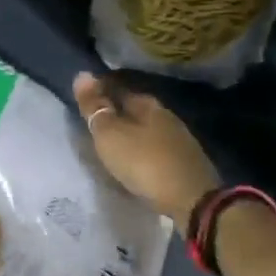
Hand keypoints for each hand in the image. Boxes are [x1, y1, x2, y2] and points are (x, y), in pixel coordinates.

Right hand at [73, 72, 219, 230]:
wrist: (193, 200)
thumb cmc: (145, 163)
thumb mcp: (110, 135)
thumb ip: (95, 107)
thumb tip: (82, 74)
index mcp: (148, 104)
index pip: (119, 88)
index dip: (100, 91)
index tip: (84, 100)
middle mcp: (167, 116)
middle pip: (135, 109)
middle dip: (116, 113)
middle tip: (94, 124)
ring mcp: (180, 139)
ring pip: (147, 129)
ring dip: (130, 134)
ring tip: (112, 145)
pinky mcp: (187, 162)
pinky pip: (156, 149)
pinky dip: (143, 151)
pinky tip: (136, 162)